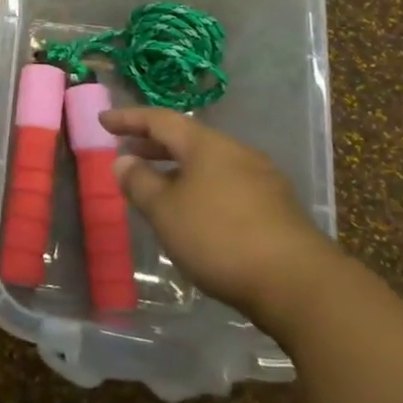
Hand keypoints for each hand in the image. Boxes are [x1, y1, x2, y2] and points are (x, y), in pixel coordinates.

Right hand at [100, 106, 340, 328]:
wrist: (298, 283)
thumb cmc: (220, 238)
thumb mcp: (166, 211)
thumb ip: (140, 183)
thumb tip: (123, 160)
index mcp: (207, 145)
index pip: (160, 120)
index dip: (128, 119)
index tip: (103, 120)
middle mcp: (236, 153)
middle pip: (187, 139)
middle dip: (153, 143)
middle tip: (126, 149)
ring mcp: (261, 179)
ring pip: (208, 163)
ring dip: (177, 168)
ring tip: (155, 183)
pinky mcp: (275, 208)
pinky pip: (225, 184)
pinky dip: (199, 187)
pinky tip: (192, 211)